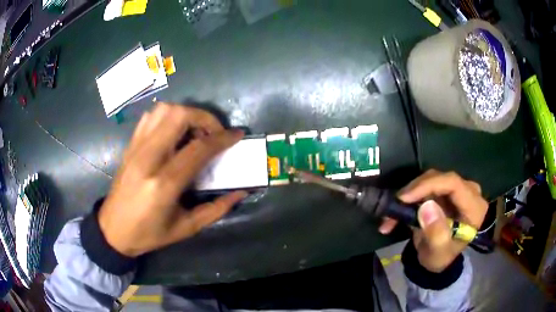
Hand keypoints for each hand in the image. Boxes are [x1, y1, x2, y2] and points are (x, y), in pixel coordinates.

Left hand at [98, 103, 246, 256]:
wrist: (113, 230)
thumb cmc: (149, 234)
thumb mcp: (186, 228)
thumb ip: (216, 209)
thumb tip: (241, 192)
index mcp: (164, 184)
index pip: (198, 149)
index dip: (222, 138)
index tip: (237, 135)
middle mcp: (148, 159)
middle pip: (179, 116)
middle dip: (204, 118)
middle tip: (214, 133)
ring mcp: (136, 148)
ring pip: (163, 110)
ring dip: (185, 115)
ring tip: (194, 133)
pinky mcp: (130, 145)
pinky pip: (150, 117)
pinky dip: (167, 117)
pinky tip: (173, 133)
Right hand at [379, 170, 487, 271]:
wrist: (441, 258)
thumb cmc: (442, 258)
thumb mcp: (439, 253)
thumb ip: (436, 233)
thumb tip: (426, 206)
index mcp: (474, 207)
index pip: (453, 184)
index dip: (428, 185)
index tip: (404, 198)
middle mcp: (468, 192)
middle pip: (440, 179)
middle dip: (415, 191)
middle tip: (394, 207)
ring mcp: (457, 189)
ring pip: (430, 180)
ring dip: (409, 195)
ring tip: (391, 214)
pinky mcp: (446, 190)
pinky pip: (426, 186)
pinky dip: (410, 197)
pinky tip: (398, 210)